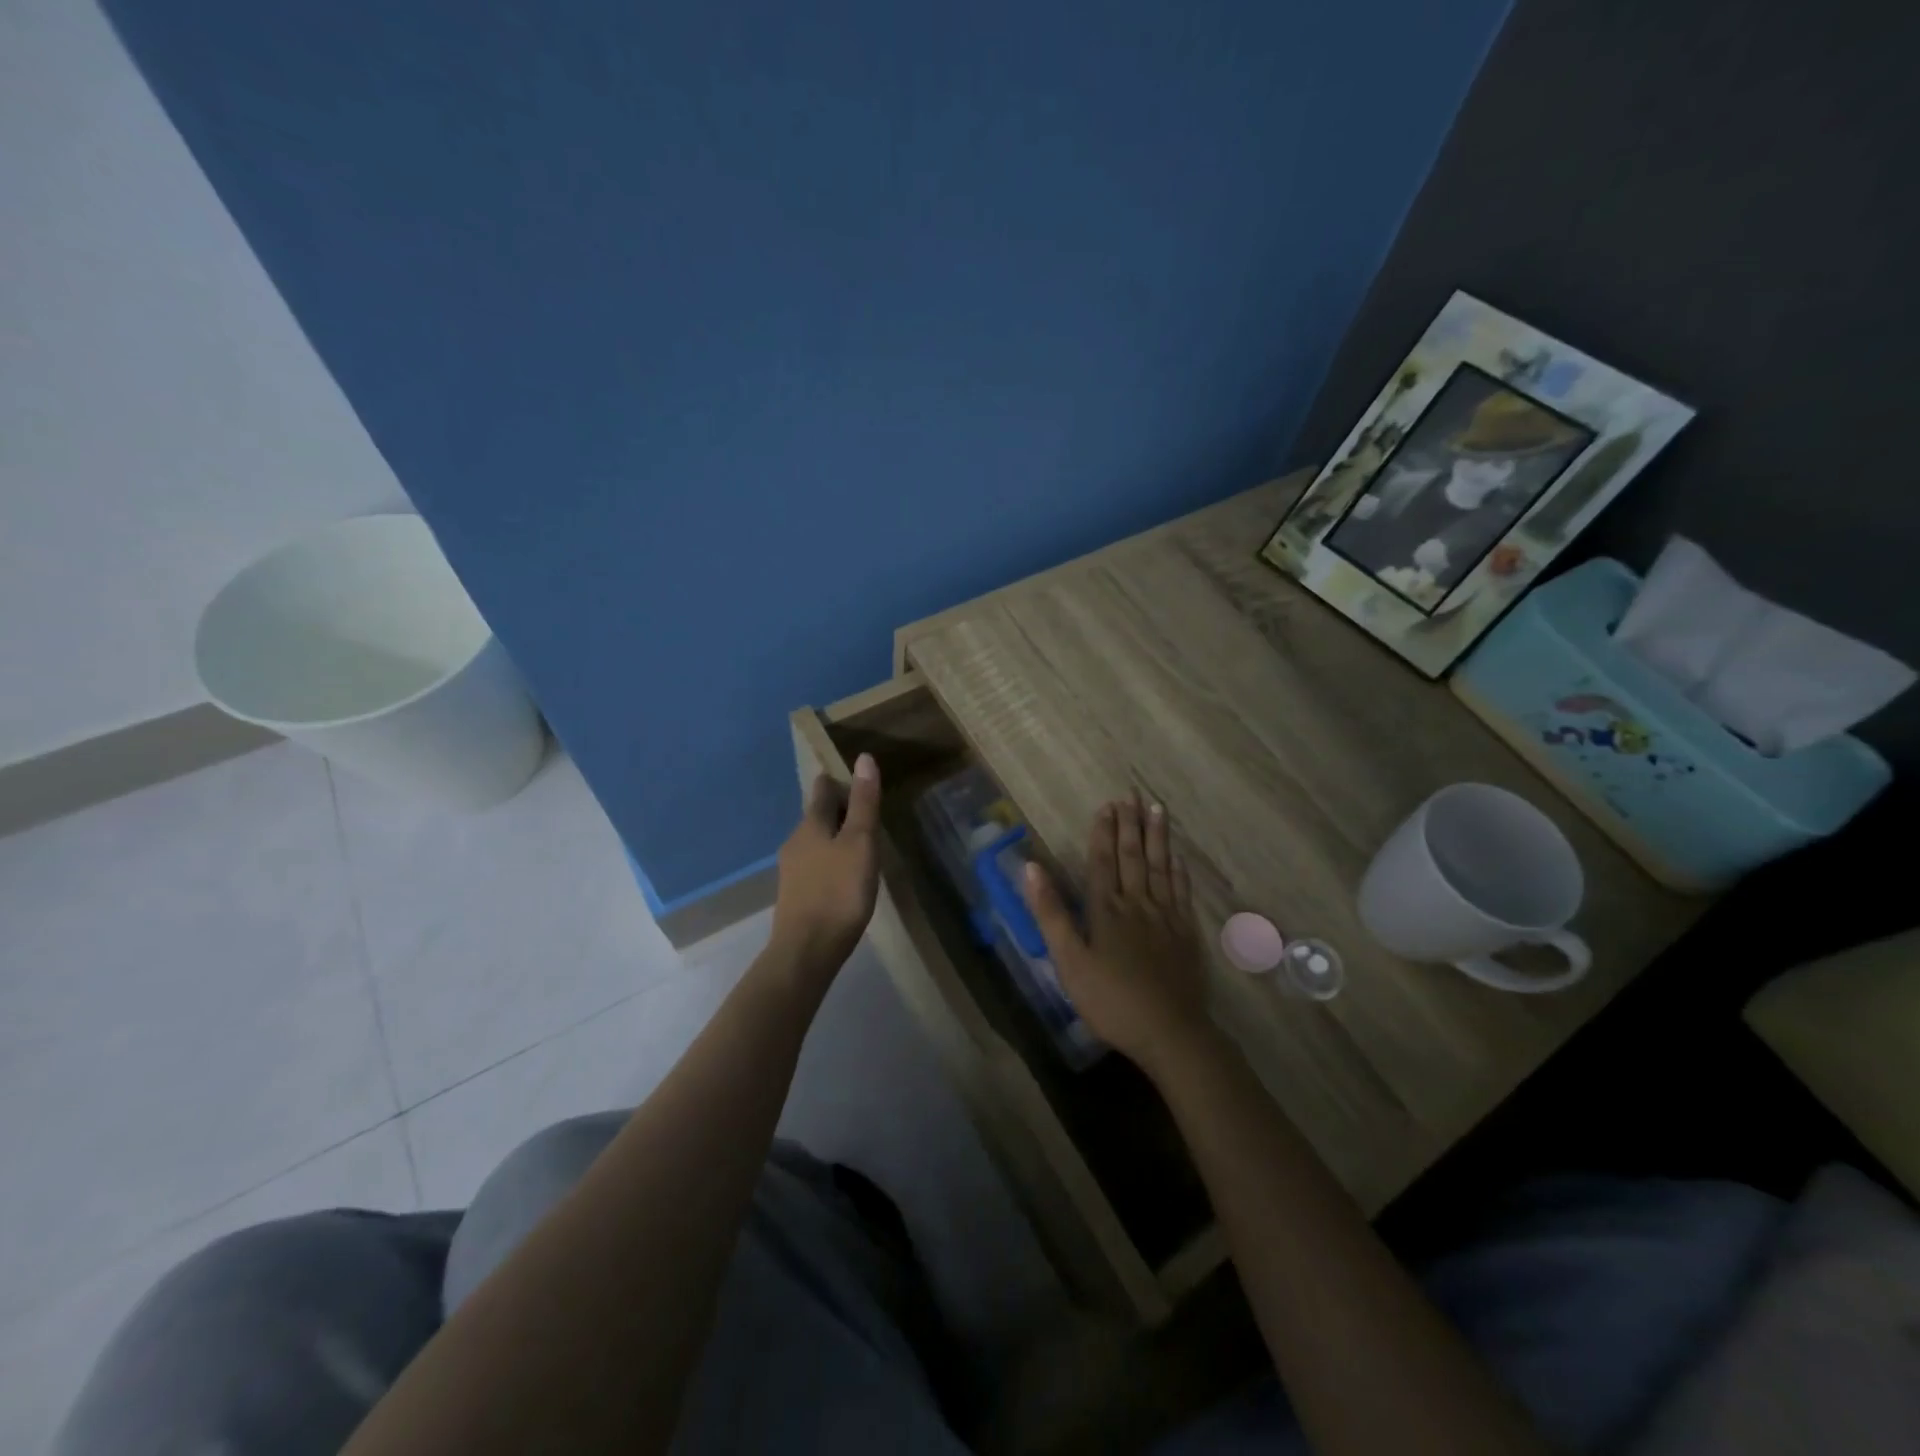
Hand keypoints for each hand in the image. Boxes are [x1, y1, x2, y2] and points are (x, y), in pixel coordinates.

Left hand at [770, 753, 881, 973]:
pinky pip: (814, 866)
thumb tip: (863, 758)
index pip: (823, 791)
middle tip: (864, 811)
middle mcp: (795, 842)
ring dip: (833, 837)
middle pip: (816, 816)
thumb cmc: (839, 892)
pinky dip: (829, 860)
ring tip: (858, 843)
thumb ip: (864, 803)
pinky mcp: (795, 895)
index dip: (838, 782)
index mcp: (811, 825)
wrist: (806, 951)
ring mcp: (791, 870)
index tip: (853, 779)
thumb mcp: (860, 843)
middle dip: (837, 810)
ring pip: (814, 842)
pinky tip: (843, 875)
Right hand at [1021, 791, 1211, 1072]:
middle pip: (1133, 856)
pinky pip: (1182, 892)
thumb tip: (1032, 868)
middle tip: (1132, 794)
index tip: (1107, 805)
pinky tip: (1178, 857)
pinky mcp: (1186, 933)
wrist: (1169, 1032)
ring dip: (1158, 837)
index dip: (1103, 832)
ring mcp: (1166, 917)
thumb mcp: (1069, 961)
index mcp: (1105, 909)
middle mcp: (1137, 903)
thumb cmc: (1111, 1000)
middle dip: (1130, 824)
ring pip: (1161, 867)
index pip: (1102, 861)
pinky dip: (1178, 870)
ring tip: (1157, 809)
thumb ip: (1051, 913)